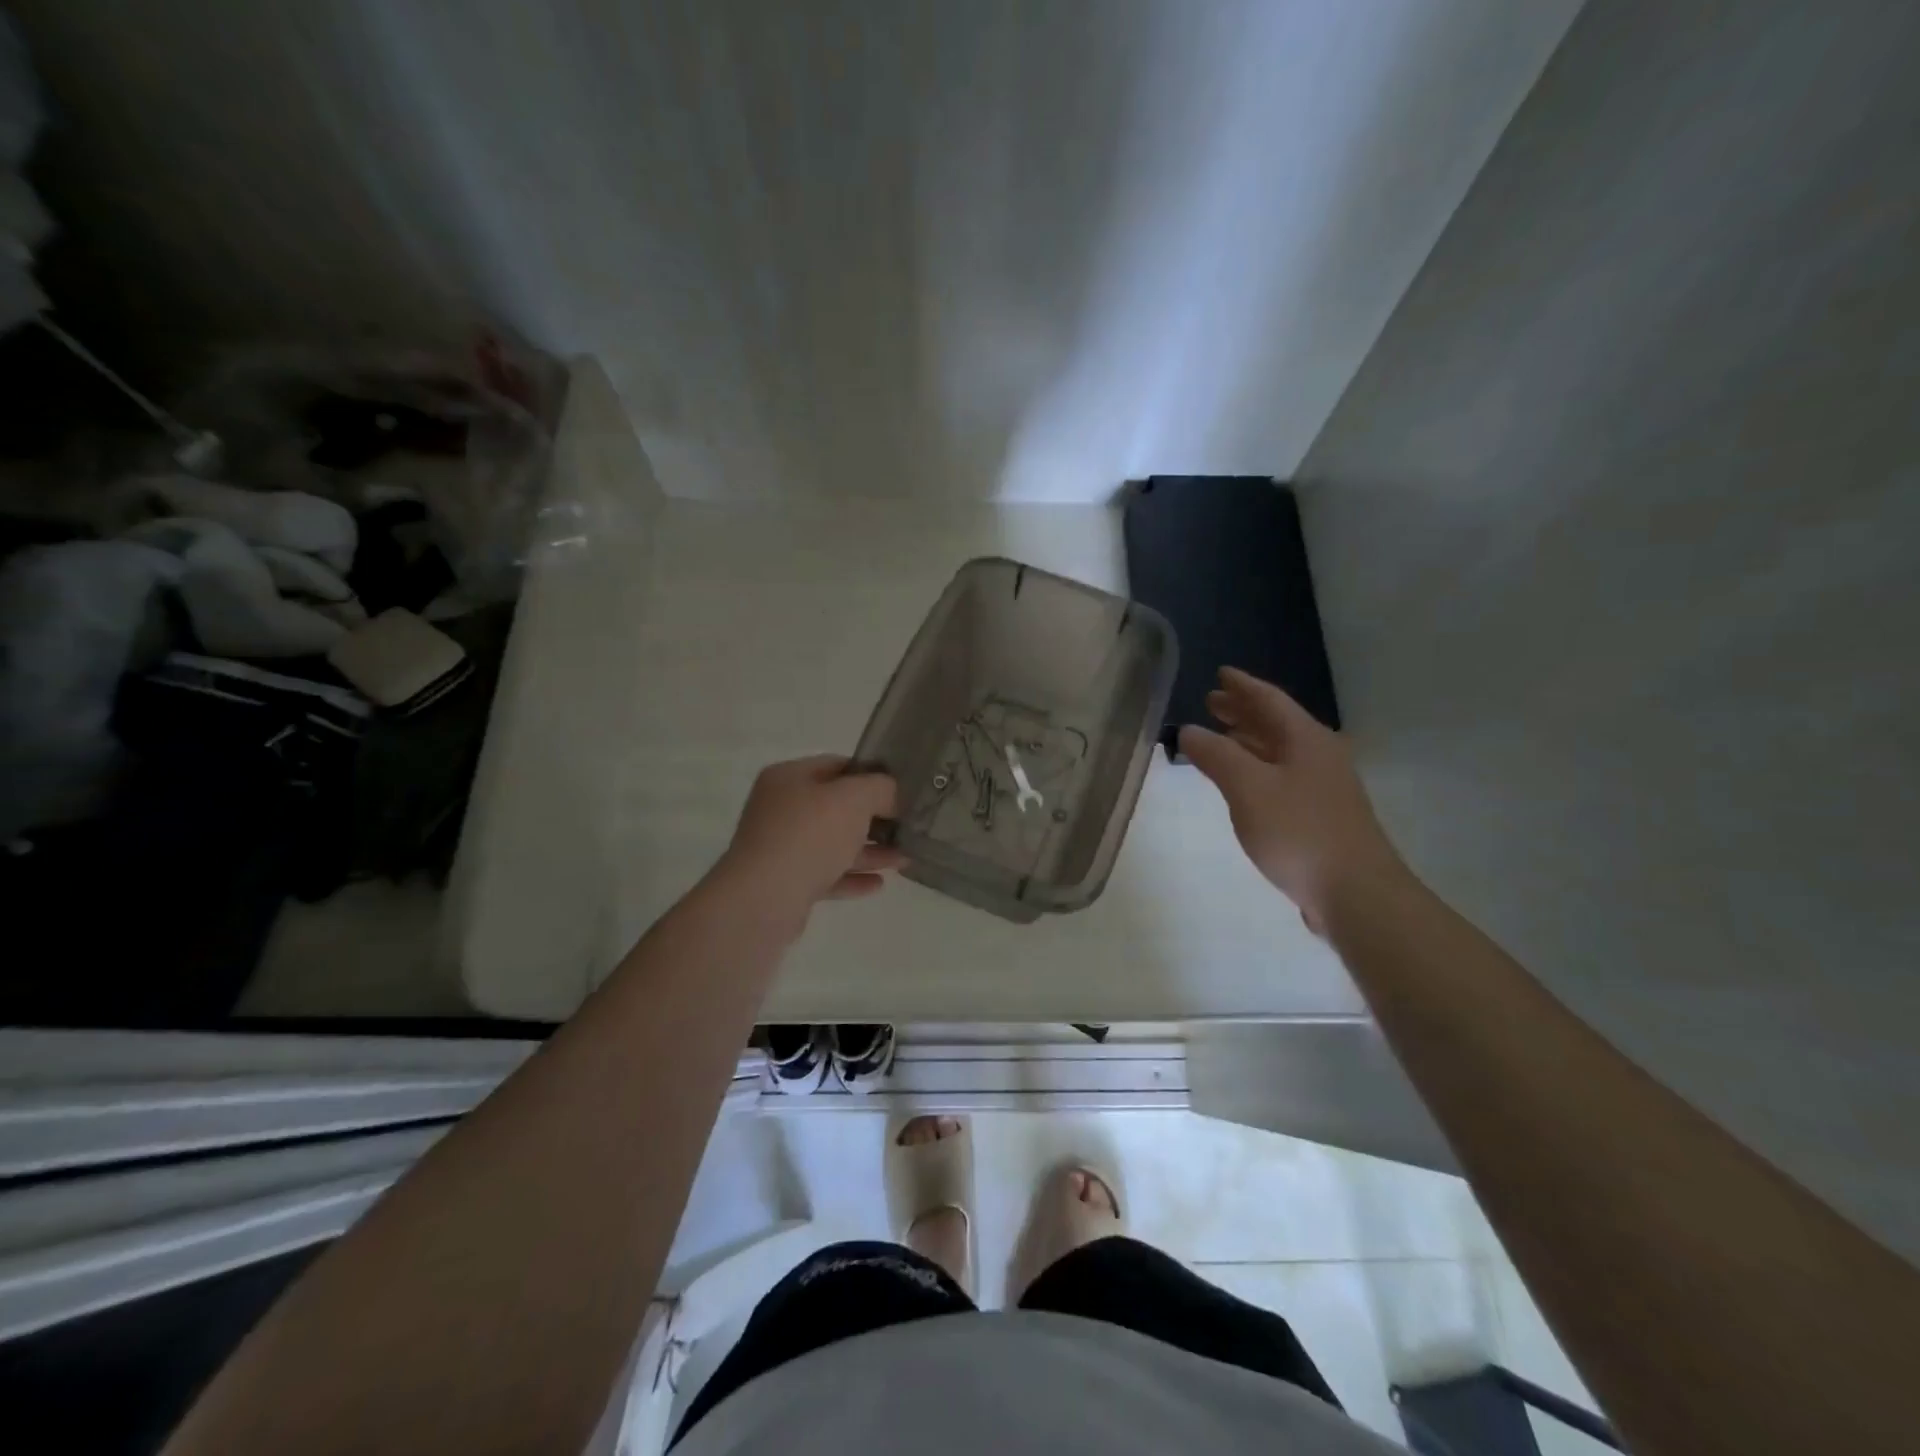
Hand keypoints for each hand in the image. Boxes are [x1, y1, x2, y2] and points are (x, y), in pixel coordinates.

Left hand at [713, 755, 905, 929]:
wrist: (764, 899)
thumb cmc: (809, 836)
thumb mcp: (854, 798)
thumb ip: (881, 788)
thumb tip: (891, 796)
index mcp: (789, 778)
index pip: (837, 766)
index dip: (871, 776)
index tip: (901, 791)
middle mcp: (780, 809)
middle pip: (836, 808)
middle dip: (874, 819)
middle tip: (907, 827)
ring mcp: (780, 847)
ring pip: (833, 844)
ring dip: (869, 851)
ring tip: (904, 859)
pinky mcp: (785, 883)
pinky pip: (826, 875)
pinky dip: (852, 877)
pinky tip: (879, 884)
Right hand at [1178, 668, 1403, 929]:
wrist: (1356, 893)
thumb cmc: (1299, 832)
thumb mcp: (1248, 788)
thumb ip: (1216, 755)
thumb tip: (1189, 729)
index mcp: (1306, 740)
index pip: (1269, 700)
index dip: (1242, 686)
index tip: (1220, 673)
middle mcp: (1319, 757)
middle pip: (1276, 724)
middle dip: (1243, 712)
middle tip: (1212, 703)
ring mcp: (1323, 788)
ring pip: (1279, 752)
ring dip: (1249, 741)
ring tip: (1220, 738)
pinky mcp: (1321, 817)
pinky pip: (1281, 778)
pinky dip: (1257, 769)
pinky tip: (1243, 784)